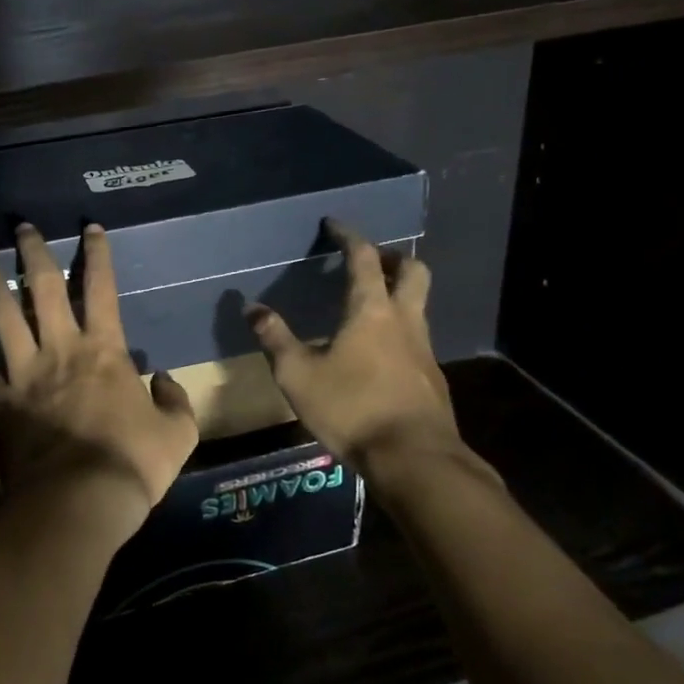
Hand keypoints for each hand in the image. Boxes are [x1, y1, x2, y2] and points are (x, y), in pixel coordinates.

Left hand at [0, 222, 198, 535]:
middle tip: (22, 227)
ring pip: (3, 317)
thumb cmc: (132, 463)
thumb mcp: (178, 433)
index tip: (89, 229)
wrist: (79, 502)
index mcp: (104, 350)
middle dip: (34, 253)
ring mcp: (24, 374)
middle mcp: (60, 349)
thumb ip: (176, 401)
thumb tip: (165, 380)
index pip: (101, 289)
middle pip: (43, 289)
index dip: (97, 255)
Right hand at [246, 221, 481, 487]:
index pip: (363, 257)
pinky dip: (400, 329)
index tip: (335, 225)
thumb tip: (251, 307)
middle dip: (392, 257)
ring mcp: (424, 349)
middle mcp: (403, 319)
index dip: (348, 236)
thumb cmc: (351, 408)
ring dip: (399, 293)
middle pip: (412, 270)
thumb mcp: (297, 374)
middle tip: (369, 261)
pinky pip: (418, 337)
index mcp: (370, 310)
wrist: (414, 458)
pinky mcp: (432, 377)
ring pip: (419, 304)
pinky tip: (379, 353)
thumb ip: (275, 338)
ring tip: (370, 305)